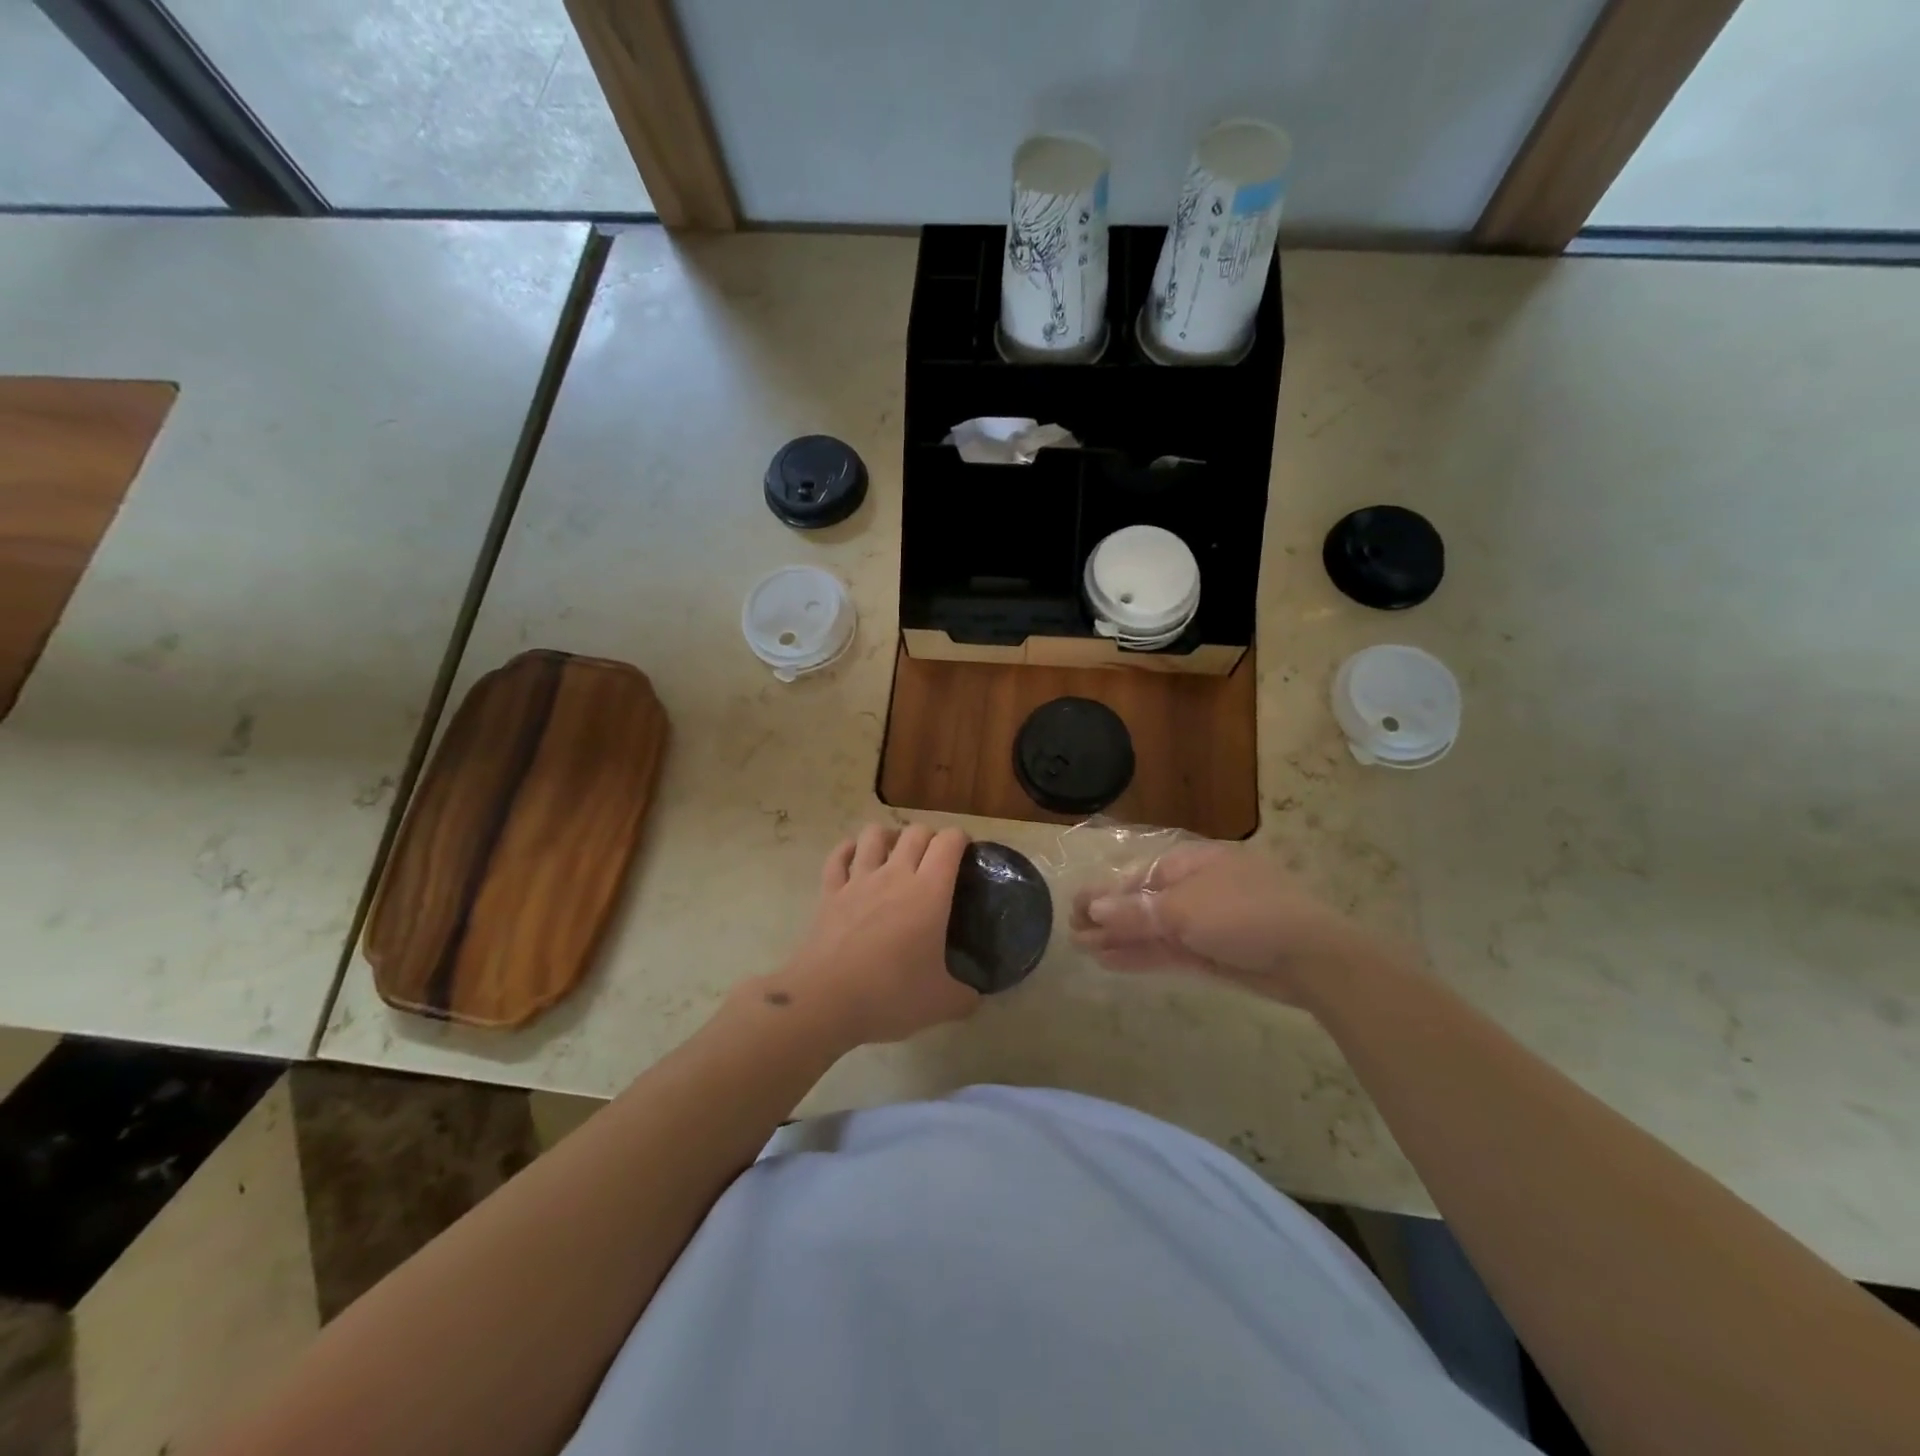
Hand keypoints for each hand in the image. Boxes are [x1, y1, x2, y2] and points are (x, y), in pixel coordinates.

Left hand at [764, 823, 978, 1045]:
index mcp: (930, 892)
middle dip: (930, 837)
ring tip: (896, 851)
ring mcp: (858, 881)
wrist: (825, 1001)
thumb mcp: (942, 1004)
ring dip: (890, 835)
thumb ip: (966, 996)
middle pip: (915, 832)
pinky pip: (837, 857)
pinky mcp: (829, 893)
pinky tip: (854, 855)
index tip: (967, 853)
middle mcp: (895, 875)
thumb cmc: (891, 996)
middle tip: (936, 859)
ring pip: (874, 834)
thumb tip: (975, 996)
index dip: (961, 839)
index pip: (949, 842)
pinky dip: (848, 850)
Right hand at [1071, 840, 1375, 1004]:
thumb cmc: (1244, 915)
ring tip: (1083, 950)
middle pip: (1143, 902)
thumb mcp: (1183, 910)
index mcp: (1192, 863)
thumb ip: (1135, 912)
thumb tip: (1092, 910)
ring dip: (1120, 939)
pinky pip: (1168, 950)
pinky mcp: (1212, 954)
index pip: (1139, 877)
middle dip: (1108, 919)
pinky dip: (1142, 955)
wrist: (1310, 958)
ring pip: (1153, 929)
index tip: (1075, 910)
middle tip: (1073, 934)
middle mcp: (1196, 889)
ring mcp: (1205, 923)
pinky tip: (1112, 961)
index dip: (1105, 894)